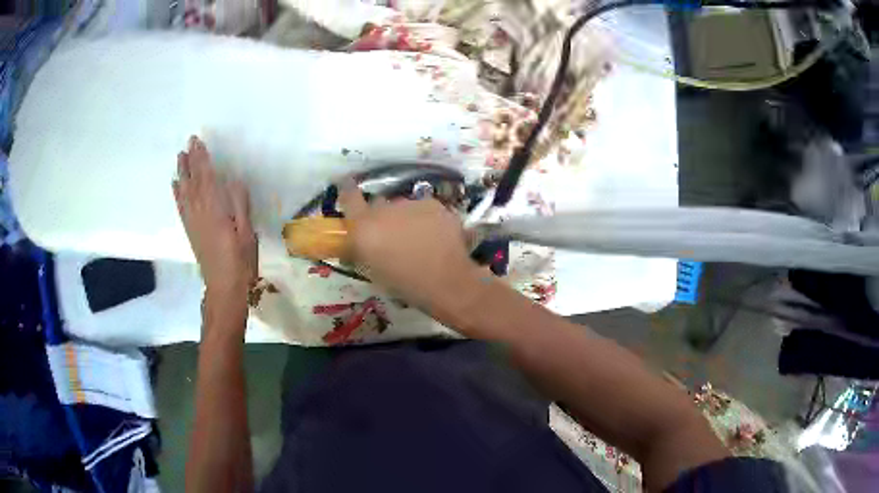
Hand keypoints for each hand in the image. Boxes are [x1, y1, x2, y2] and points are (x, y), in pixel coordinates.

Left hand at [173, 136, 256, 302]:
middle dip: (191, 161)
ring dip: (182, 172)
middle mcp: (200, 212)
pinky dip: (177, 194)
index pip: (206, 178)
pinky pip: (181, 207)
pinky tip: (175, 184)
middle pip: (193, 182)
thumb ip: (240, 205)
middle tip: (188, 142)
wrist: (224, 287)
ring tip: (180, 156)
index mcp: (215, 210)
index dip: (202, 159)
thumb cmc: (240, 261)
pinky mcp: (190, 231)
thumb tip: (234, 180)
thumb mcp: (247, 233)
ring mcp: (193, 222)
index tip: (198, 143)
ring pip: (185, 192)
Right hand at [338, 180, 481, 316]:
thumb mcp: (372, 271)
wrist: (445, 281)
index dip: (347, 190)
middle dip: (381, 216)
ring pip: (403, 207)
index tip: (347, 186)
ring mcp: (411, 203)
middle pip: (378, 204)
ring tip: (417, 239)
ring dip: (405, 218)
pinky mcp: (433, 204)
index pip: (349, 196)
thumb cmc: (404, 284)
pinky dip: (425, 219)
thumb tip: (352, 245)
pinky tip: (435, 236)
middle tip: (390, 236)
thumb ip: (360, 250)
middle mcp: (384, 209)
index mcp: (364, 226)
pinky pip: (423, 209)